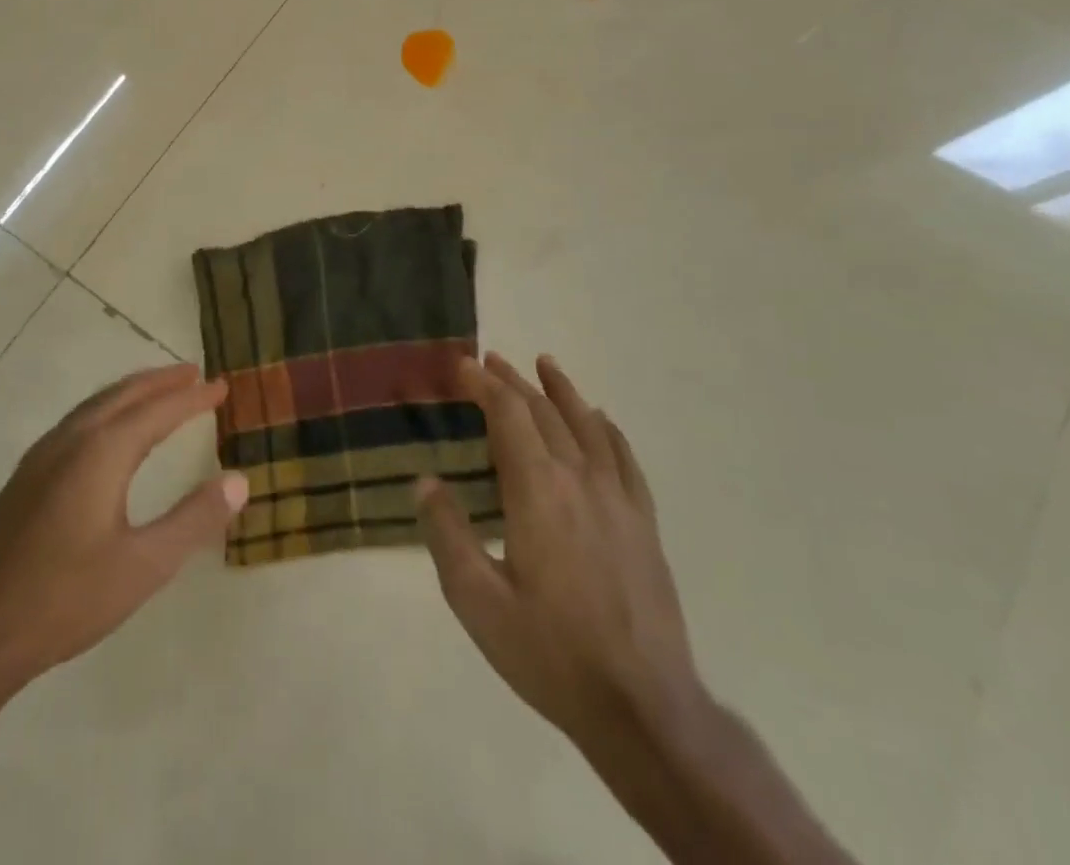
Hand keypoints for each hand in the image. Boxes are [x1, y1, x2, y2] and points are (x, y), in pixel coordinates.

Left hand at [0, 363, 248, 687]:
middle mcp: (70, 441)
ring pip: (95, 406)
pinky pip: (75, 423)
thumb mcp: (145, 565)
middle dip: (160, 382)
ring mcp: (41, 457)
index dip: (192, 397)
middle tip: (193, 374)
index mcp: (101, 452)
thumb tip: (240, 480)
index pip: (158, 410)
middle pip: (122, 395)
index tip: (222, 386)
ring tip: (158, 393)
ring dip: (131, 393)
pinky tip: (108, 433)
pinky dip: (106, 411)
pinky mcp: (24, 478)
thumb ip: (194, 519)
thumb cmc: (67, 599)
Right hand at [417, 354, 700, 756]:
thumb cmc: (550, 652)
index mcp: (537, 491)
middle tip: (491, 360)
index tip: (462, 365)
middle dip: (514, 382)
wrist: (643, 707)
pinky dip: (609, 430)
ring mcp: (619, 500)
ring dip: (562, 391)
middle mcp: (580, 480)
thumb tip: (425, 481)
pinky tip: (602, 420)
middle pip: (545, 412)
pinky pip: (626, 459)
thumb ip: (447, 534)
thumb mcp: (477, 602)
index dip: (484, 384)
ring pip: (588, 426)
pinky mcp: (644, 524)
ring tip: (545, 364)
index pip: (508, 415)